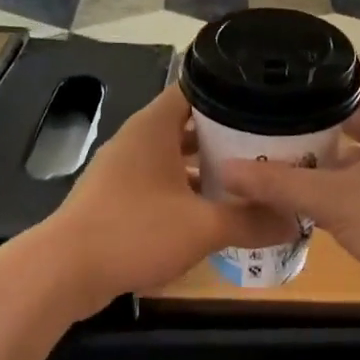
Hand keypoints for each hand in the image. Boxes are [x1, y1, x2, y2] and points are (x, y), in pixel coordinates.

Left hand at [42, 87, 290, 315]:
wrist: (64, 272)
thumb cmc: (135, 232)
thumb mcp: (203, 227)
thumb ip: (251, 221)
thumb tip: (295, 221)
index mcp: (153, 128)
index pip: (195, 88)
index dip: (231, 91)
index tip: (267, 103)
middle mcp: (137, 141)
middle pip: (189, 125)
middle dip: (228, 136)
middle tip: (271, 145)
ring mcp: (124, 171)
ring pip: (176, 159)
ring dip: (208, 169)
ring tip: (251, 179)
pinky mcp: (117, 200)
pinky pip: (162, 185)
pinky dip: (188, 193)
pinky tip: (215, 214)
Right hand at [215, 64, 359, 310]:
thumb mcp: (335, 199)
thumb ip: (281, 184)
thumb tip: (227, 171)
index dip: (328, 67)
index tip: (287, 67)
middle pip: (357, 115)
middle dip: (316, 115)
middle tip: (270, 113)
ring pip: (359, 154)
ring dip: (325, 155)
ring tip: (279, 152)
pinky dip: (338, 186)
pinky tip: (306, 197)